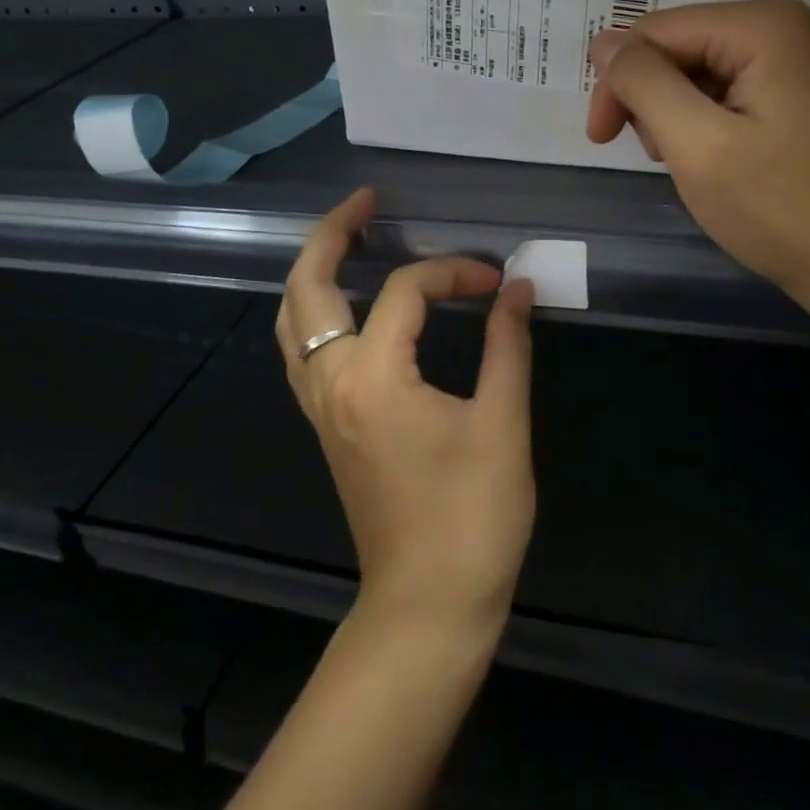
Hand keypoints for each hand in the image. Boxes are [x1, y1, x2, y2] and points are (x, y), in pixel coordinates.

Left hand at [276, 188, 536, 631]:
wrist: (429, 606)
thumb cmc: (473, 518)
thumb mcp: (502, 424)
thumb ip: (508, 346)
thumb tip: (517, 288)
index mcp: (373, 378)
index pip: (405, 292)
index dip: (454, 273)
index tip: (496, 284)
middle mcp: (331, 385)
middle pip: (307, 290)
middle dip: (331, 235)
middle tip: (364, 202)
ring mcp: (321, 408)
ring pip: (292, 322)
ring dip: (314, 272)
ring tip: (348, 239)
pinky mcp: (328, 427)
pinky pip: (303, 351)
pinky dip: (316, 312)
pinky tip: (347, 306)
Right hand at [587, 0, 809, 310]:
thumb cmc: (776, 206)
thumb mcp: (695, 143)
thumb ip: (643, 83)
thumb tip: (603, 43)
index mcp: (761, 24)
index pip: (655, 32)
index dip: (618, 82)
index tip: (600, 140)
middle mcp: (779, 24)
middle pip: (675, 46)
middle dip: (650, 99)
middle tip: (657, 155)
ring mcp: (789, 56)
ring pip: (692, 69)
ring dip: (671, 113)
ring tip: (687, 160)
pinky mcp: (789, 88)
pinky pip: (719, 87)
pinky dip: (698, 120)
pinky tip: (710, 156)